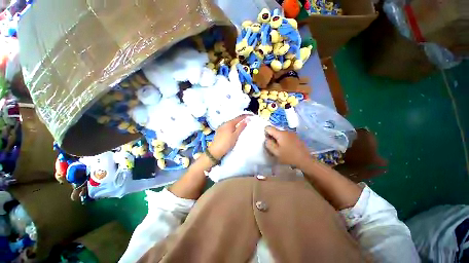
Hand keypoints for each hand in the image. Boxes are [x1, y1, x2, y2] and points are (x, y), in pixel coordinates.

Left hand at [208, 115, 249, 158]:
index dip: (245, 116)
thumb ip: (241, 127)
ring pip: (230, 124)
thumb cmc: (227, 143)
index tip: (251, 116)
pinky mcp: (219, 131)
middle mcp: (224, 123)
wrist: (215, 151)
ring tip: (242, 126)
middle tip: (247, 121)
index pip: (239, 117)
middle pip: (234, 120)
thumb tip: (247, 120)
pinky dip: (232, 127)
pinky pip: (227, 127)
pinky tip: (234, 130)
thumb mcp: (235, 136)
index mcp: (229, 123)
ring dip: (236, 124)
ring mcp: (221, 127)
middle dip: (241, 120)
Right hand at [264, 126, 311, 167]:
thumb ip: (268, 144)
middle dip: (272, 137)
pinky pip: (286, 136)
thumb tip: (266, 139)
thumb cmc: (289, 157)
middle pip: (275, 131)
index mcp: (280, 133)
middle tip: (273, 146)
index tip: (267, 141)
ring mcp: (292, 133)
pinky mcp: (296, 137)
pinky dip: (283, 140)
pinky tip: (286, 148)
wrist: (305, 160)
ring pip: (280, 134)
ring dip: (277, 139)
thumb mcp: (276, 152)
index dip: (265, 133)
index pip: (268, 128)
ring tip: (280, 148)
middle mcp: (286, 131)